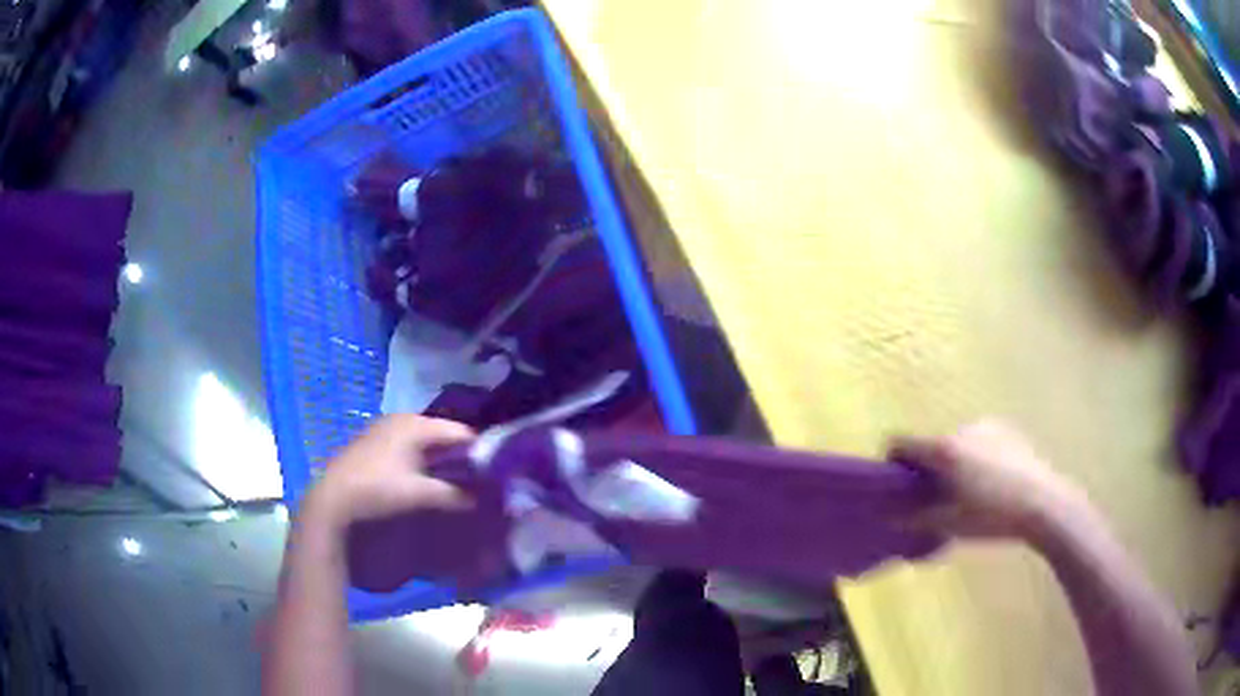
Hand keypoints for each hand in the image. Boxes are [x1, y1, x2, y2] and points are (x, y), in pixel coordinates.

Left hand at [302, 414, 474, 530]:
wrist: (331, 503)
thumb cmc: (377, 492)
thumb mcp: (420, 495)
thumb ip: (455, 495)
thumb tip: (484, 499)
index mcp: (414, 424)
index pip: (460, 431)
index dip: (482, 450)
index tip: (500, 472)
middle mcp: (400, 422)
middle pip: (443, 437)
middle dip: (463, 458)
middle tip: (484, 481)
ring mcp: (384, 434)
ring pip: (426, 446)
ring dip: (444, 465)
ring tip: (463, 487)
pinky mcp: (374, 449)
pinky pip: (411, 453)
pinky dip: (426, 467)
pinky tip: (432, 486)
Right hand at [891, 420, 1088, 542]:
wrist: (1042, 503)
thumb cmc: (991, 516)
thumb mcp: (948, 524)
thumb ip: (913, 518)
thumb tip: (887, 514)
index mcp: (942, 449)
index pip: (900, 443)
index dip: (892, 463)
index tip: (898, 487)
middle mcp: (960, 429)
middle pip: (930, 445)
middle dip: (928, 468)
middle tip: (938, 498)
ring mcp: (986, 426)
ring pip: (956, 443)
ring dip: (953, 462)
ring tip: (970, 492)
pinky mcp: (1007, 429)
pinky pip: (979, 441)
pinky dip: (976, 457)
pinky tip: (993, 481)